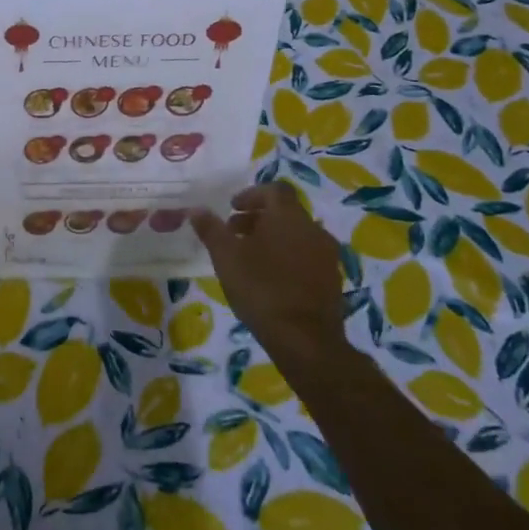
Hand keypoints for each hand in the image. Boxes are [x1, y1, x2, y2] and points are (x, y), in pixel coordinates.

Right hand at [191, 184, 347, 376]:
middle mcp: (313, 229)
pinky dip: (287, 256)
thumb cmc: (261, 288)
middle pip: (285, 212)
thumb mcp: (225, 257)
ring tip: (249, 257)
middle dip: (258, 217)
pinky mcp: (332, 279)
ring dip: (273, 237)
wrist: (306, 340)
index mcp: (288, 216)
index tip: (231, 208)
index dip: (251, 194)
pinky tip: (270, 278)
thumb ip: (211, 229)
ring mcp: (327, 255)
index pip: (274, 189)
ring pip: (296, 234)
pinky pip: (306, 256)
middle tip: (234, 233)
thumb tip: (196, 209)